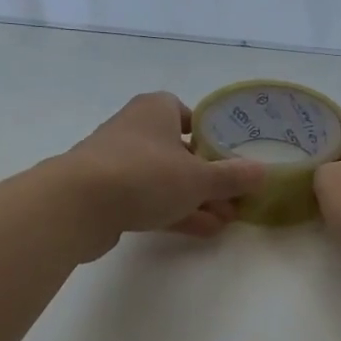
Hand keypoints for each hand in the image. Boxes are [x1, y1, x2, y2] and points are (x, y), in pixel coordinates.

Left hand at [56, 93, 266, 257]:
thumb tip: (264, 172)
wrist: (76, 205)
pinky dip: (175, 212)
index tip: (233, 157)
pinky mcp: (108, 194)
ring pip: (167, 180)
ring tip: (228, 220)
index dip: (214, 135)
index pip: (191, 115)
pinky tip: (204, 231)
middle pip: (182, 151)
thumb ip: (233, 176)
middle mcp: (136, 130)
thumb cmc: (144, 175)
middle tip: (237, 197)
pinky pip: (150, 200)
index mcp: (156, 110)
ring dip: (197, 199)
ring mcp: (119, 163)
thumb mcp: (199, 178)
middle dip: (210, 177)